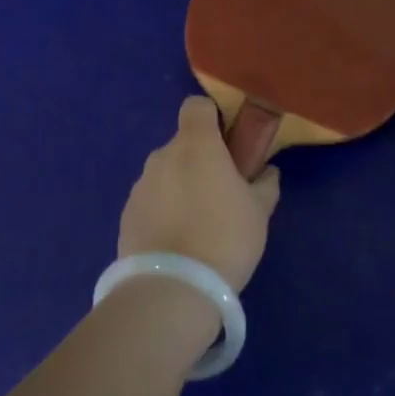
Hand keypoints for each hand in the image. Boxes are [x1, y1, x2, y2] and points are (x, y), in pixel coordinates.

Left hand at [118, 96, 280, 291]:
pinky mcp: (127, 214)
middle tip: (221, 192)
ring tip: (199, 224)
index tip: (228, 141)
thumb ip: (265, 184)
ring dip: (181, 186)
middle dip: (200, 159)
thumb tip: (267, 171)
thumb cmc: (225, 238)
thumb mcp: (259, 212)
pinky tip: (178, 241)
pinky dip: (164, 210)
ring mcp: (140, 185)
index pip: (196, 106)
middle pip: (183, 143)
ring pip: (166, 173)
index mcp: (196, 145)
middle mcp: (163, 156)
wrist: (172, 289)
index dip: (212, 117)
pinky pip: (152, 200)